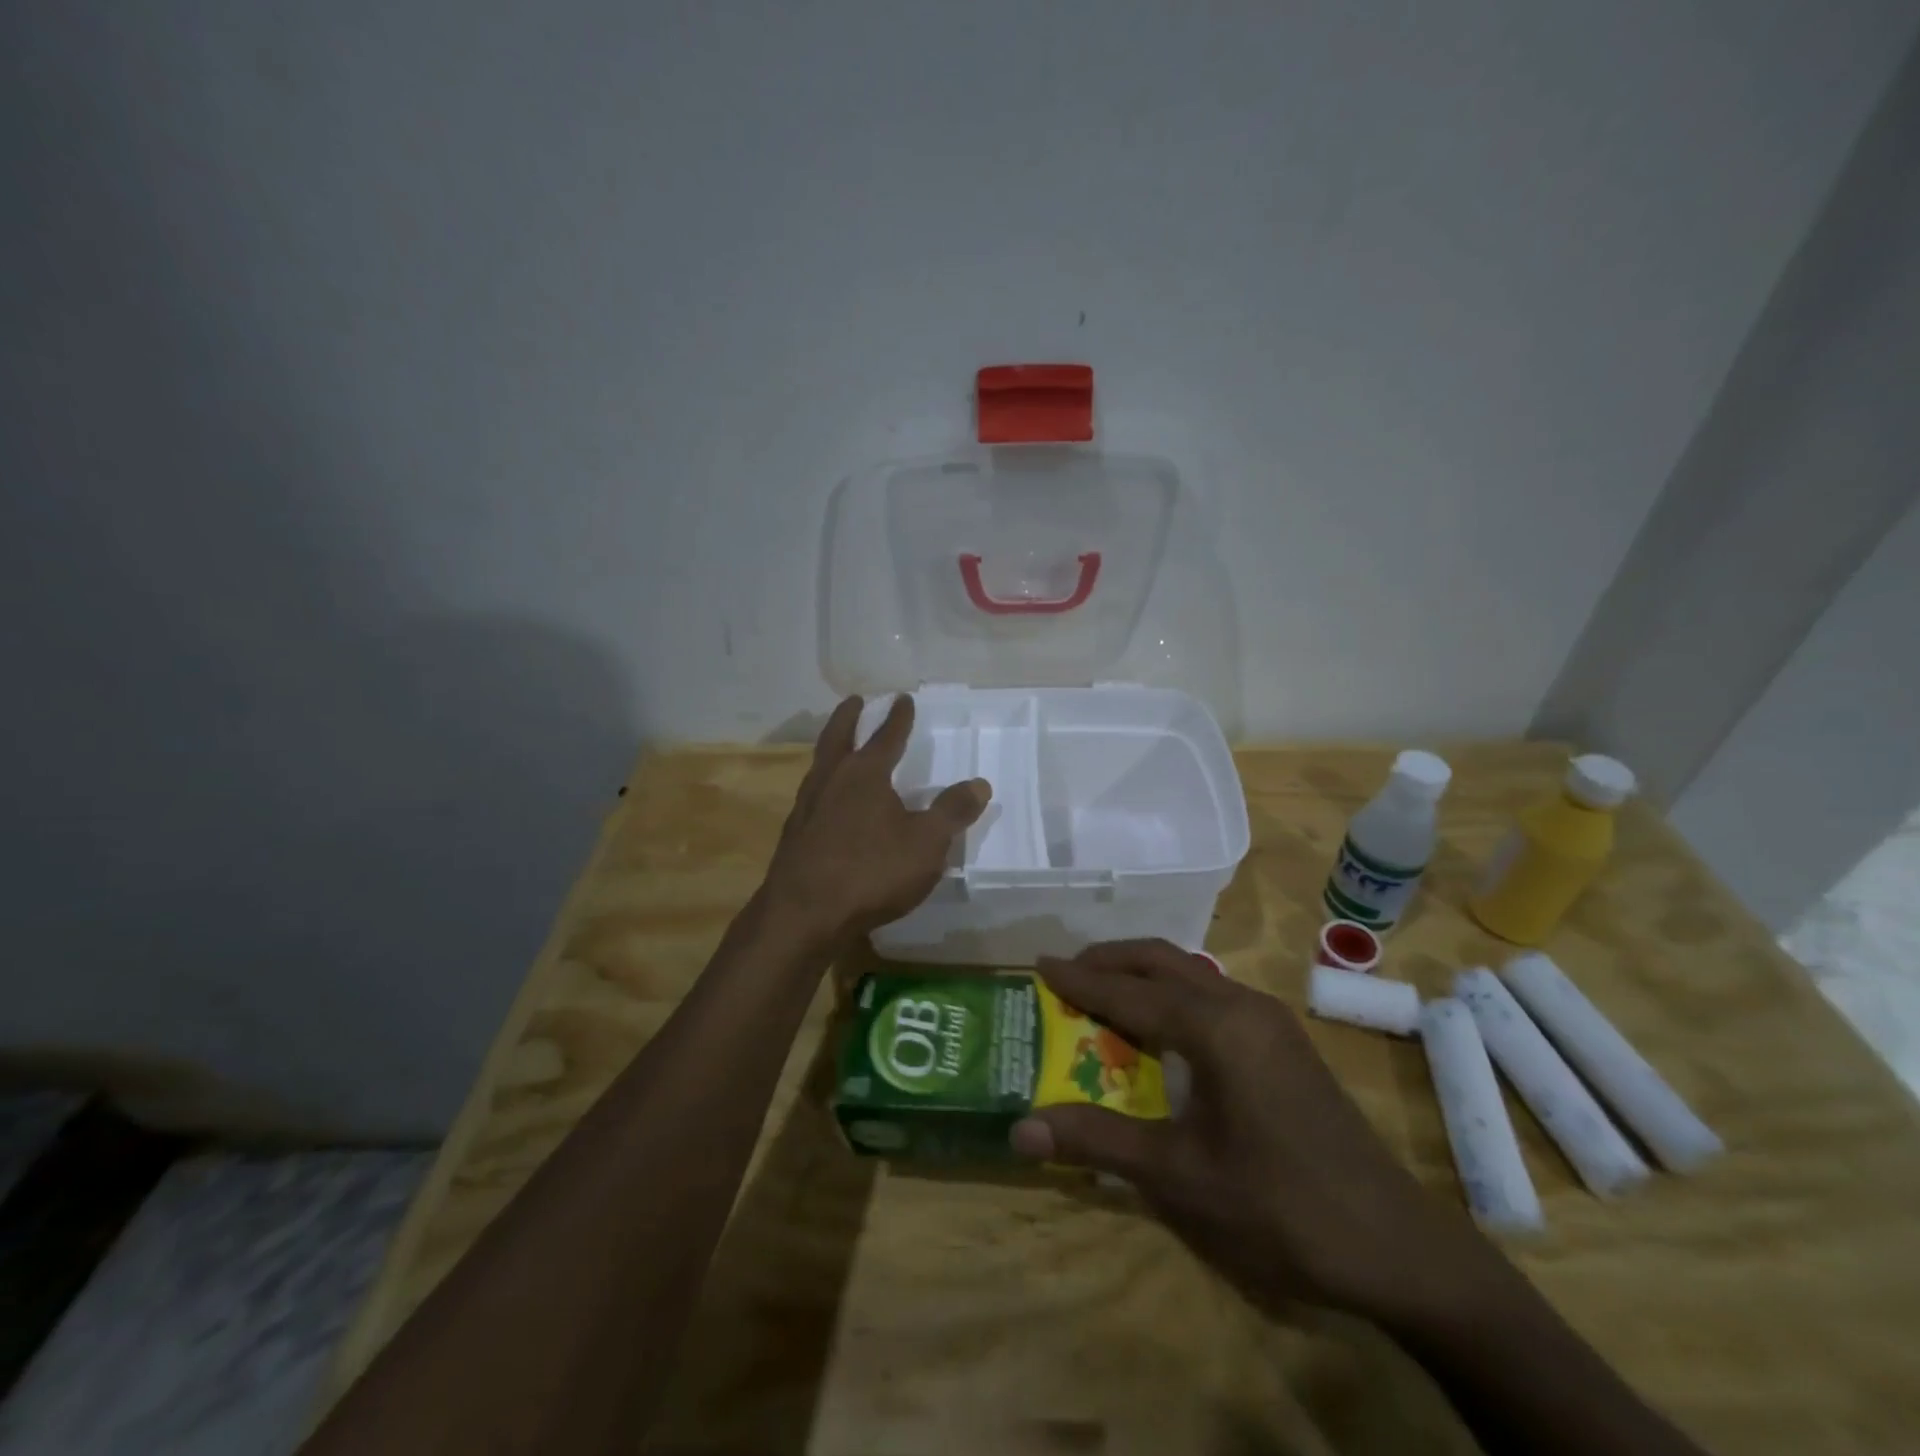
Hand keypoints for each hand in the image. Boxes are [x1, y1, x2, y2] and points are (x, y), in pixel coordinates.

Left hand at [762, 695, 991, 948]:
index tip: (902, 699)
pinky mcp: (794, 836)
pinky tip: (828, 802)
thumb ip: (952, 812)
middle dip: (849, 718)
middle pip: (838, 737)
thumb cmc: (870, 872)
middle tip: (855, 701)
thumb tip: (979, 783)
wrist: (802, 915)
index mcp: (864, 774)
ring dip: (832, 749)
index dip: (898, 718)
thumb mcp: (926, 844)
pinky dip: (823, 785)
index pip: (886, 737)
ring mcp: (806, 808)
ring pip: (820, 765)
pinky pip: (812, 796)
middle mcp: (830, 781)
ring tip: (839, 747)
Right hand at [1009, 941, 1509, 1327]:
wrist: (1396, 1245)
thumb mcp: (1178, 1177)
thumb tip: (1020, 1130)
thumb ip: (1097, 1142)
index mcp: (1215, 1027)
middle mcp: (1242, 1005)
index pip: (1129, 992)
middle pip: (1162, 962)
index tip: (1039, 964)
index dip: (1080, 980)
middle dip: (1111, 960)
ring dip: (1144, 973)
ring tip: (1104, 990)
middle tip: (1067, 972)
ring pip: (1191, 973)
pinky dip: (1173, 993)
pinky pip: (1213, 993)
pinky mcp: (1284, 1041)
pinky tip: (1162, 1025)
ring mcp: (1270, 1020)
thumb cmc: (1279, 1207)